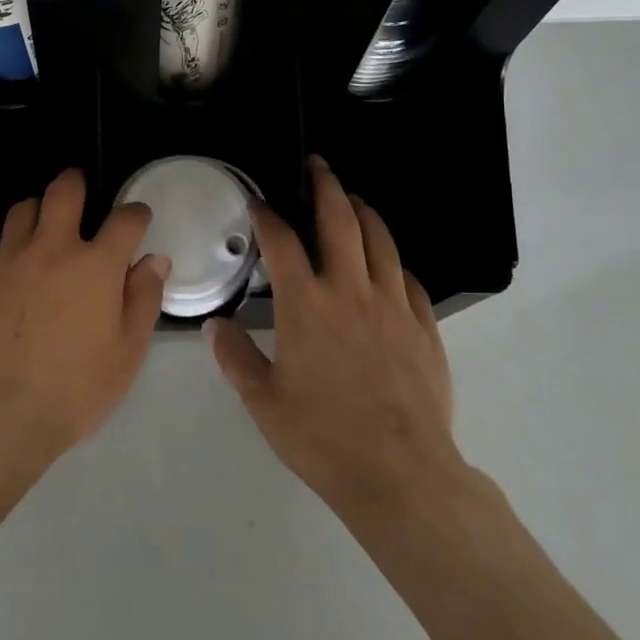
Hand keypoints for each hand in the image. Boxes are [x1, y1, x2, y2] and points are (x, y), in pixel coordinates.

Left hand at [0, 169, 168, 472]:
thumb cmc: (72, 390)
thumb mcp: (126, 353)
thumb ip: (143, 300)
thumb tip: (154, 260)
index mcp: (95, 265)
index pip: (125, 220)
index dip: (136, 214)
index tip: (137, 219)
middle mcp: (51, 248)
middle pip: (63, 192)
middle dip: (75, 183)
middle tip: (78, 190)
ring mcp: (7, 258)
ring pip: (22, 211)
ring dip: (36, 214)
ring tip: (40, 231)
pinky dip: (2, 252)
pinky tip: (4, 274)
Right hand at [206, 157, 470, 525]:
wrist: (400, 474)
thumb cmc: (323, 437)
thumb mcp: (264, 402)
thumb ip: (236, 358)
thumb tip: (215, 326)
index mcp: (306, 304)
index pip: (282, 242)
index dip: (267, 215)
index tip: (258, 202)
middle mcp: (350, 291)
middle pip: (340, 221)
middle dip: (326, 187)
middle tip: (318, 166)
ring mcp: (392, 305)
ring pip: (380, 241)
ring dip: (364, 213)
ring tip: (354, 200)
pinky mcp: (424, 327)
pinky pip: (409, 280)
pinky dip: (394, 262)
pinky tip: (388, 264)